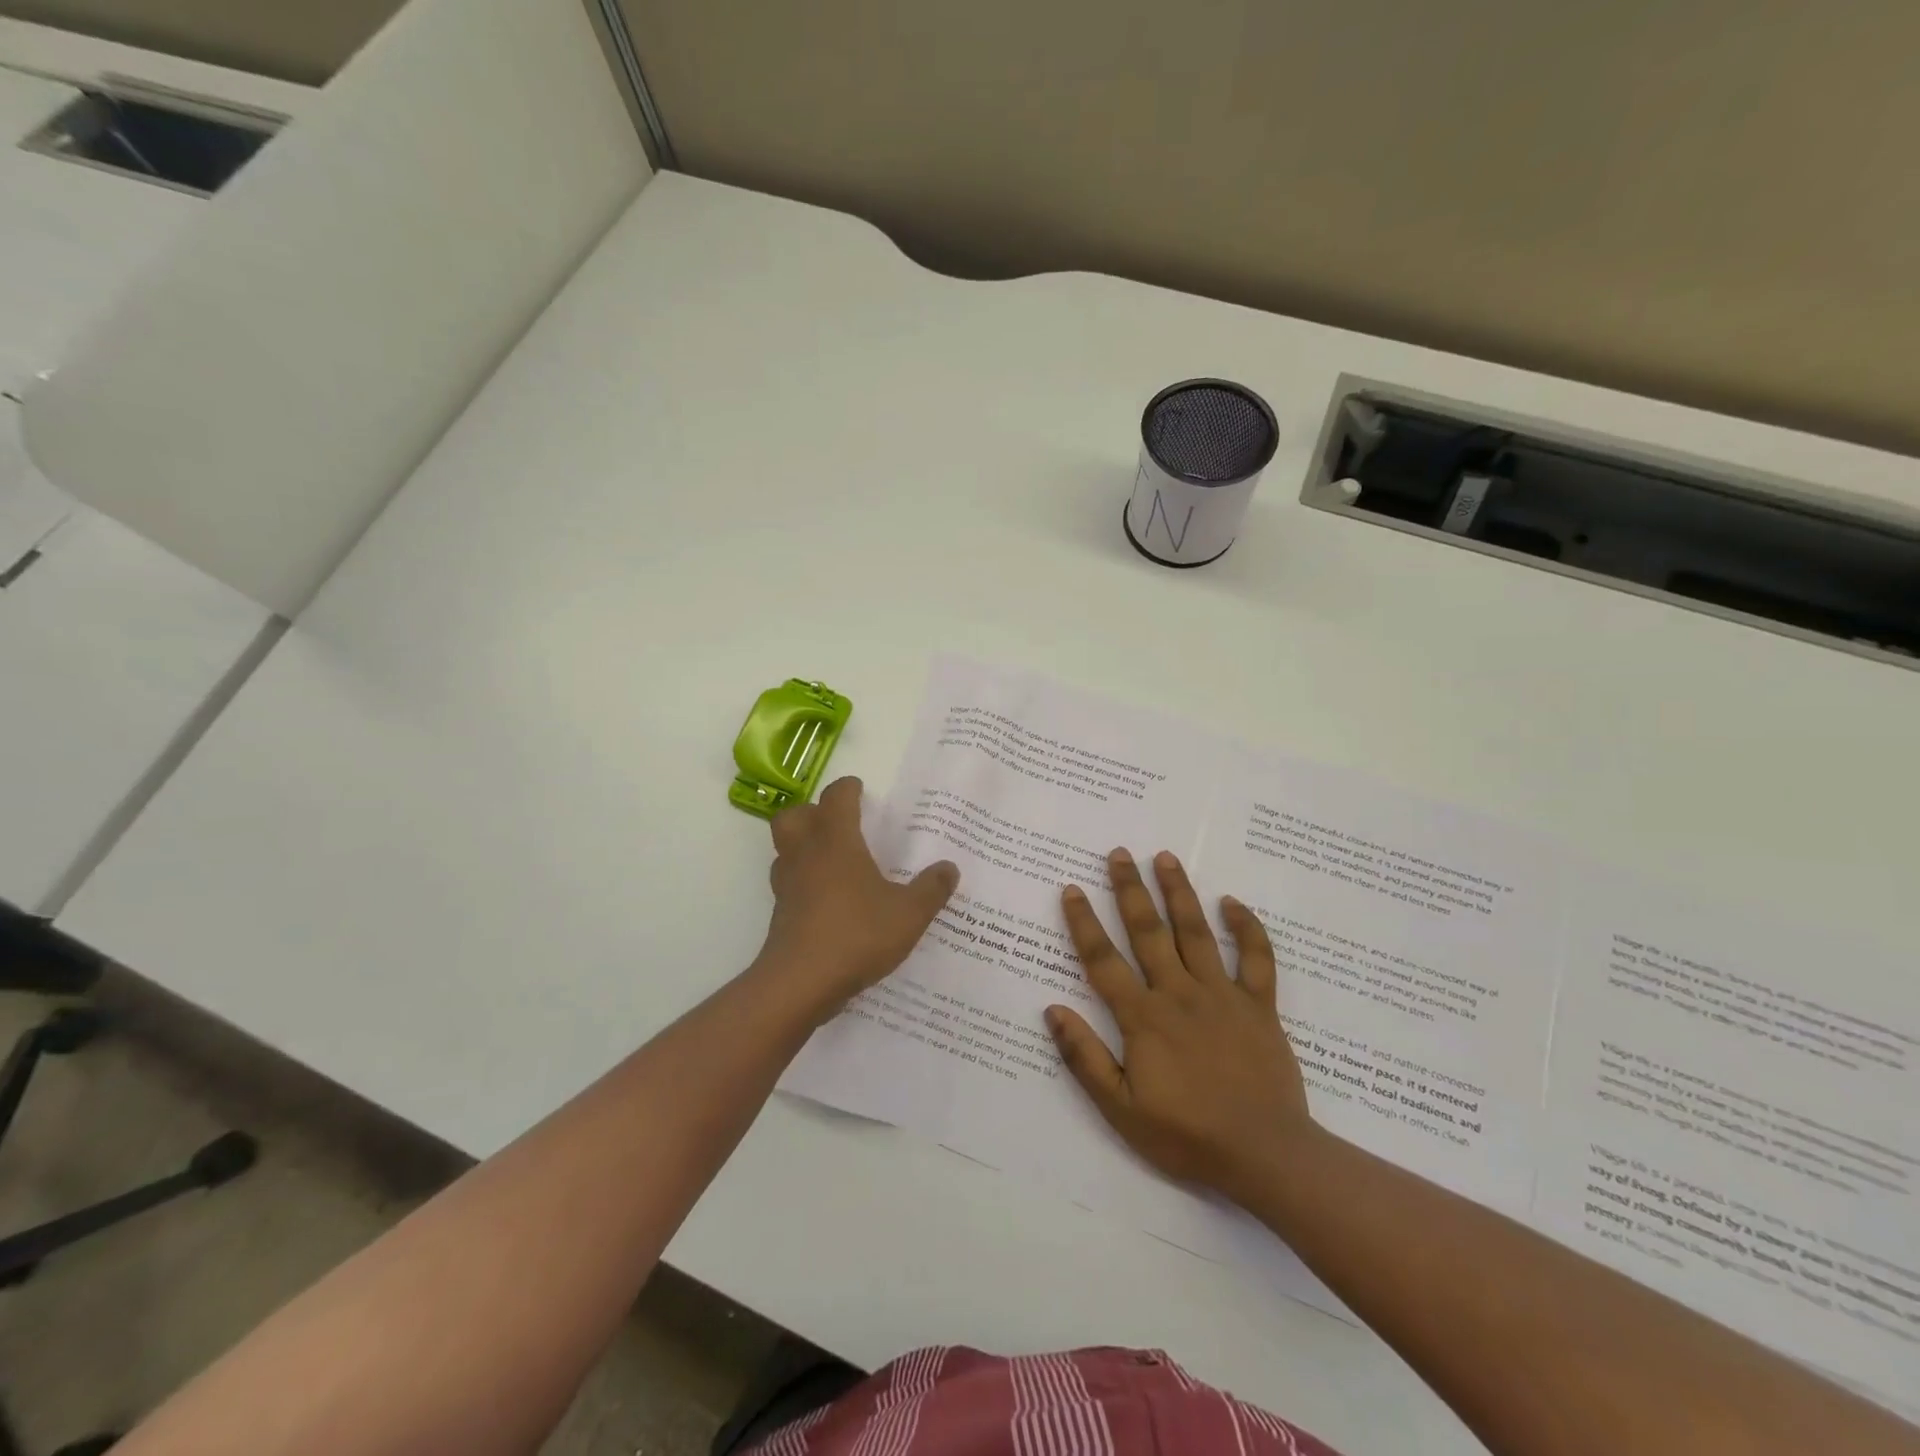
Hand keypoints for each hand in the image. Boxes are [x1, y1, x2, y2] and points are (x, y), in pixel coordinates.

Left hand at [760, 777, 959, 1020]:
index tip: (859, 789)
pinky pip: (788, 883)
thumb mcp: (909, 914)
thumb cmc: (857, 935)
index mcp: (836, 842)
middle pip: (795, 816)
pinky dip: (803, 881)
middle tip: (838, 822)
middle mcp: (806, 855)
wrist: (800, 983)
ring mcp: (787, 885)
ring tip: (832, 859)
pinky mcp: (780, 915)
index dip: (848, 789)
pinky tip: (827, 900)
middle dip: (813, 812)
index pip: (836, 798)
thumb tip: (949, 868)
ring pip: (785, 849)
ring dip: (803, 845)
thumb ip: (931, 889)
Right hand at [1046, 848, 1314, 1202]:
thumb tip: (1052, 1009)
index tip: (1071, 889)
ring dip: (1179, 892)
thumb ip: (1085, 1057)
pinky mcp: (1259, 1005)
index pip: (1103, 959)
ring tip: (1165, 857)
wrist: (1265, 1155)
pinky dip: (1247, 928)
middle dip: (1129, 889)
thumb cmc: (1187, 1135)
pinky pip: (1256, 958)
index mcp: (1143, 1017)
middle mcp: (1179, 993)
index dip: (1083, 922)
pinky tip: (1233, 903)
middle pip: (1148, 931)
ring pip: (1195, 932)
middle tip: (1118, 853)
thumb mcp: (1121, 1109)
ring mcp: (1222, 995)